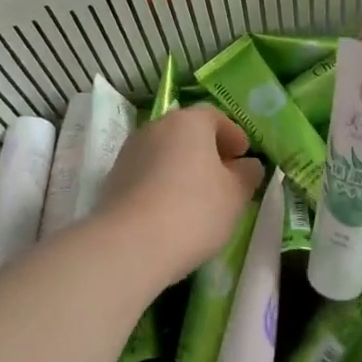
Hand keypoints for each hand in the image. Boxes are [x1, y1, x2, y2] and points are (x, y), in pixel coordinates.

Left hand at [91, 106, 263, 283]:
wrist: (130, 244)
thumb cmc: (194, 211)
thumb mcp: (235, 195)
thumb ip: (247, 174)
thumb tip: (247, 165)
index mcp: (188, 122)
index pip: (215, 116)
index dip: (233, 135)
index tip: (244, 156)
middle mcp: (156, 127)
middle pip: (187, 132)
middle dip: (207, 150)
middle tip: (224, 176)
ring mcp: (130, 151)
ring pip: (165, 152)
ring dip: (183, 167)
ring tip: (198, 196)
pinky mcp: (114, 178)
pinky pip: (147, 173)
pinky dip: (162, 183)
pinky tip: (171, 210)